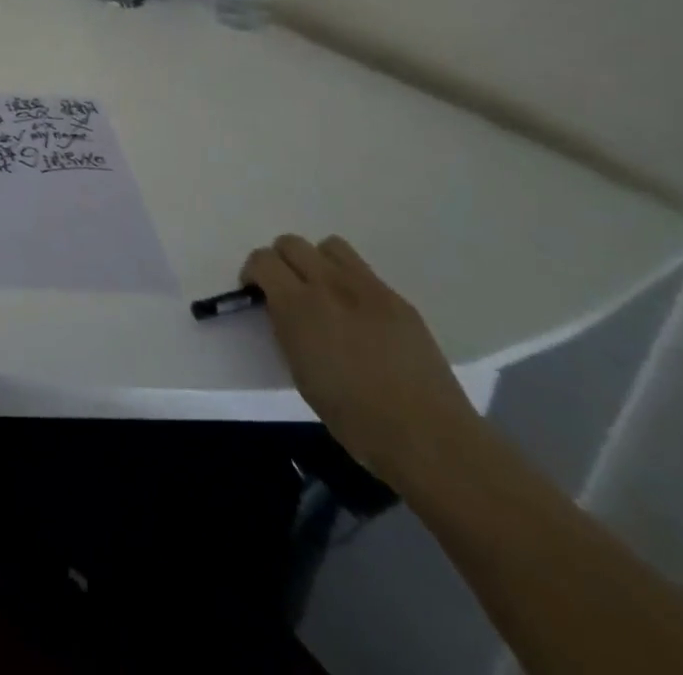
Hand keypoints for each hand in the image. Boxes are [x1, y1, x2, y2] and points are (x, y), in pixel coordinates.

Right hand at [244, 234, 484, 486]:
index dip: (254, 273)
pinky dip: (350, 283)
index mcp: (298, 306)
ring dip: (317, 262)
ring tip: (324, 293)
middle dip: (282, 261)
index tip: (257, 294)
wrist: (428, 438)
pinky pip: (364, 272)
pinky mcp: (398, 299)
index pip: (263, 260)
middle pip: (292, 243)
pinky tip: (360, 316)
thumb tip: (284, 310)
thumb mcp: (301, 373)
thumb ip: (287, 328)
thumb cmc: (354, 419)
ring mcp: (368, 288)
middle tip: (286, 290)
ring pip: (330, 246)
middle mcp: (329, 284)